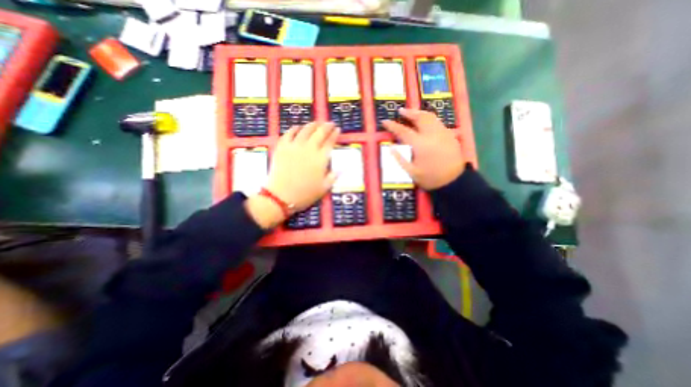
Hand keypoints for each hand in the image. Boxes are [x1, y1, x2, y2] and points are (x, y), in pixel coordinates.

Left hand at [265, 120, 339, 211]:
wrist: (281, 196)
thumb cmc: (304, 194)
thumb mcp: (323, 188)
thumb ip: (333, 177)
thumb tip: (342, 169)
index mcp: (320, 159)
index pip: (330, 142)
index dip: (334, 134)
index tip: (338, 129)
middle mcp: (309, 149)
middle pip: (319, 133)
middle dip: (326, 126)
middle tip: (330, 123)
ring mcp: (294, 146)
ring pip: (305, 130)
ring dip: (312, 125)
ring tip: (316, 123)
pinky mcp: (282, 147)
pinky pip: (289, 133)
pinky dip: (294, 129)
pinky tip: (298, 127)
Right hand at [383, 108, 462, 189]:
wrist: (454, 181)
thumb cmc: (430, 178)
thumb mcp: (411, 172)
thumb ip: (400, 159)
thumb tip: (391, 147)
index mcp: (420, 144)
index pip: (403, 131)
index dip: (392, 126)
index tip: (385, 121)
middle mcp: (431, 134)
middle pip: (419, 118)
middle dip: (408, 113)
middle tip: (400, 111)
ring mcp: (442, 133)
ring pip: (430, 117)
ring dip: (419, 113)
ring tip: (412, 113)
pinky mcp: (450, 135)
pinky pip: (437, 122)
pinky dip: (429, 119)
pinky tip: (425, 123)